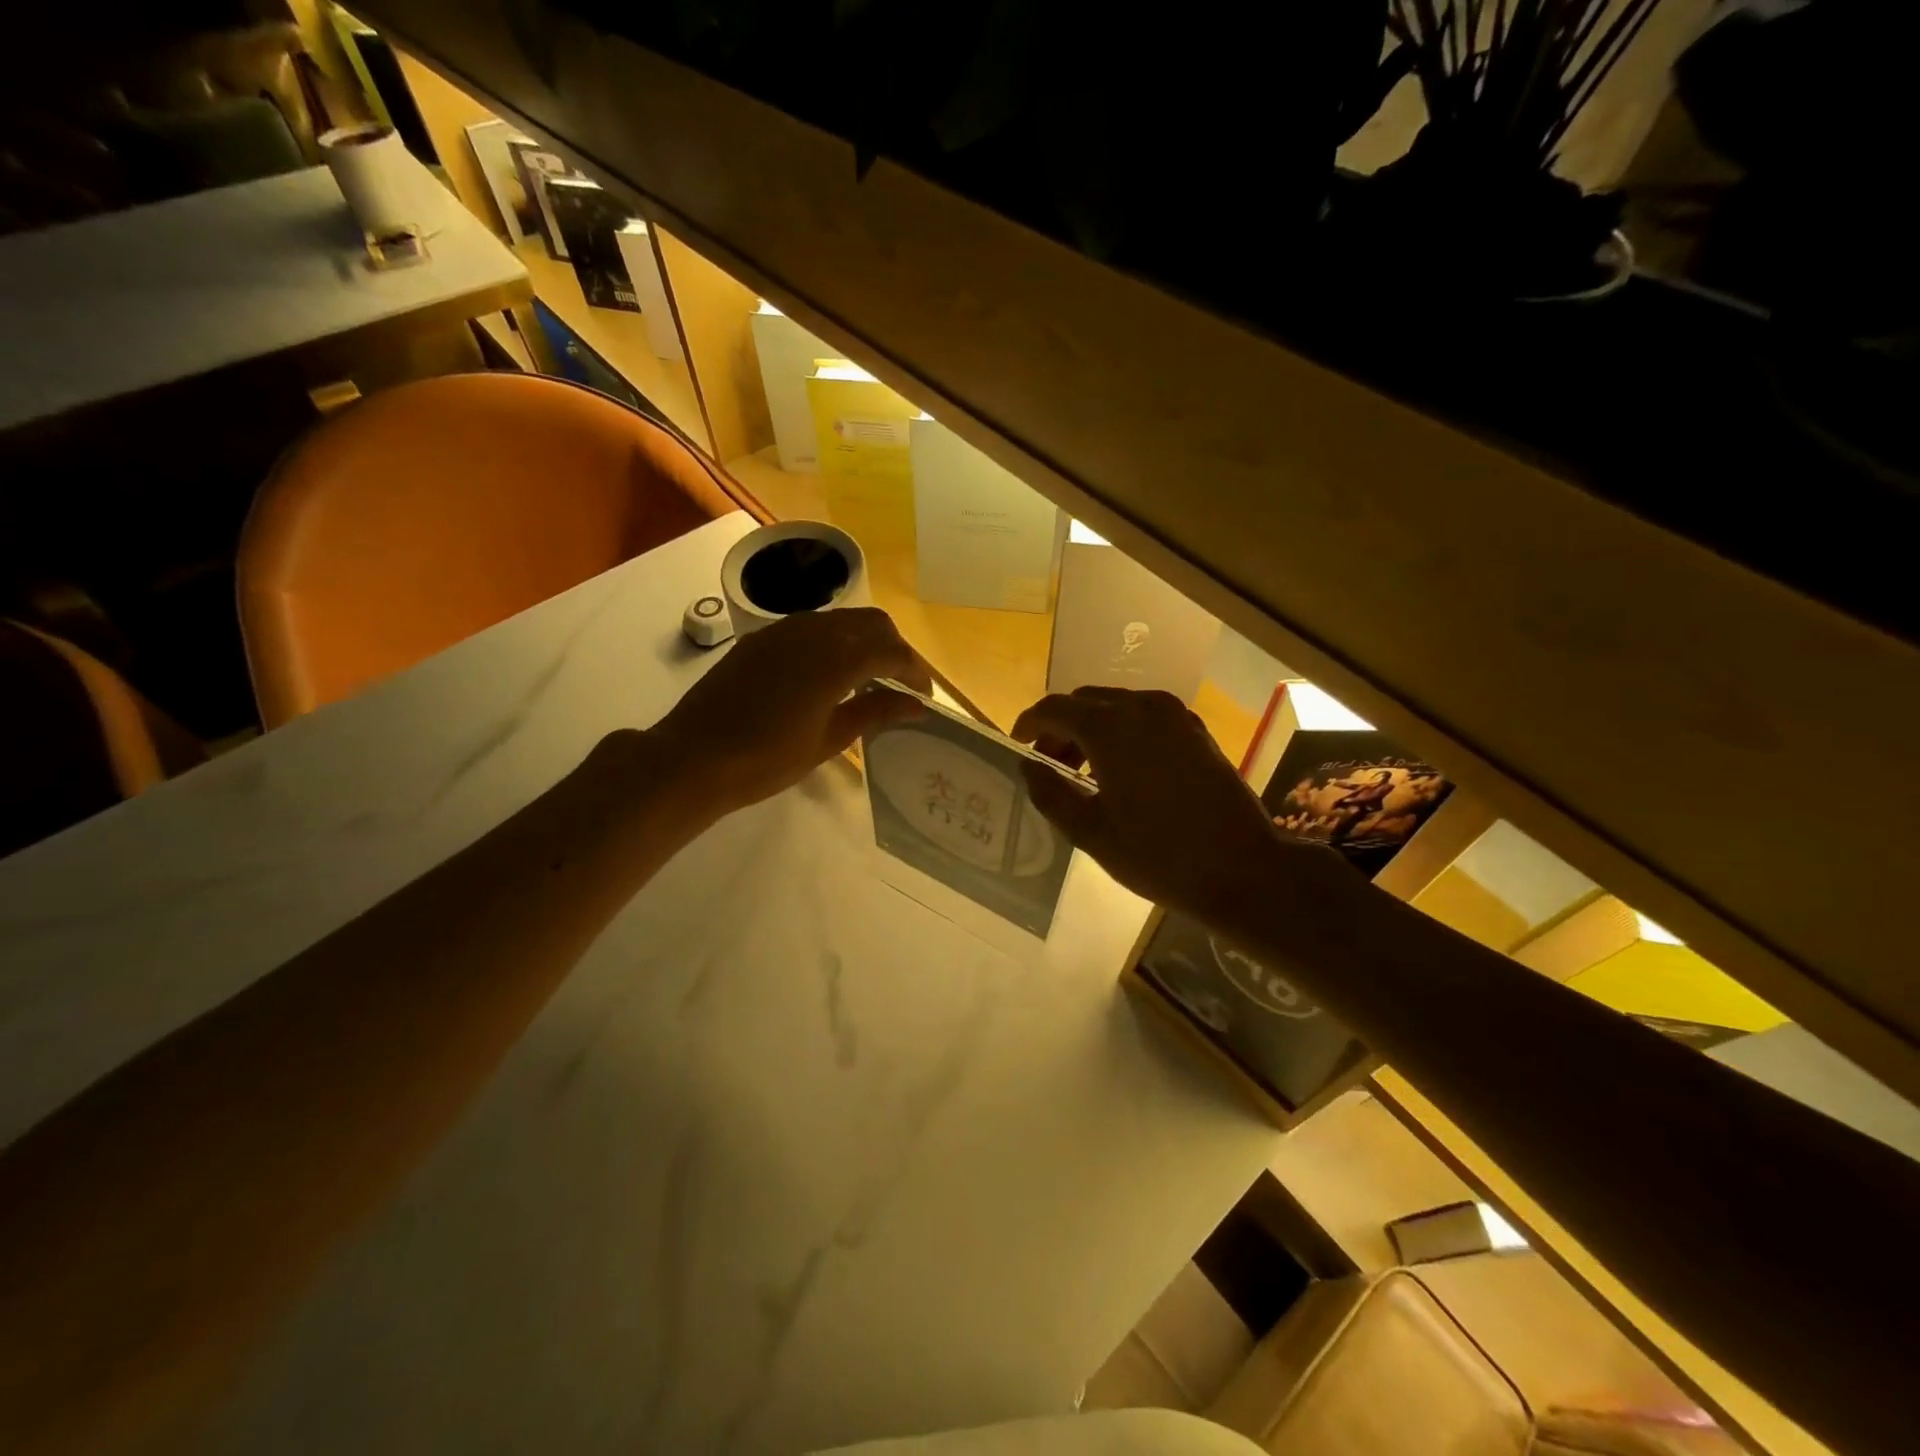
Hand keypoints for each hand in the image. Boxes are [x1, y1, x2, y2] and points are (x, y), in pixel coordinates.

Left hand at [646, 608, 930, 816]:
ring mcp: (784, 629)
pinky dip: (835, 642)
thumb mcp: (828, 740)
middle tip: (900, 685)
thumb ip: (874, 712)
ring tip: (869, 679)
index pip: (892, 652)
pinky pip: (812, 627)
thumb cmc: (766, 759)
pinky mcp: (762, 637)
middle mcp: (814, 631)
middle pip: (872, 623)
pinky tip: (829, 674)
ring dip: (864, 642)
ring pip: (841, 620)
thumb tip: (915, 704)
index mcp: (836, 659)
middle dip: (894, 649)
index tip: (923, 697)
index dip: (915, 672)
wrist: (693, 756)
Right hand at [1013, 688, 1355, 926]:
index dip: (1029, 724)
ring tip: (1082, 773)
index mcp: (1110, 727)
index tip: (1016, 744)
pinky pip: (1145, 718)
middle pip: (1086, 702)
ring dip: (1091, 730)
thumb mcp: (1090, 831)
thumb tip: (1028, 767)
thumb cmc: (1157, 854)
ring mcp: (1174, 716)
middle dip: (1060, 728)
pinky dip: (1122, 733)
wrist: (1242, 867)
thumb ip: (1050, 793)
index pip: (1054, 708)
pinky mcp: (1196, 731)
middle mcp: (1142, 707)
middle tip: (1048, 765)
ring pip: (1117, 707)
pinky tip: (1121, 770)